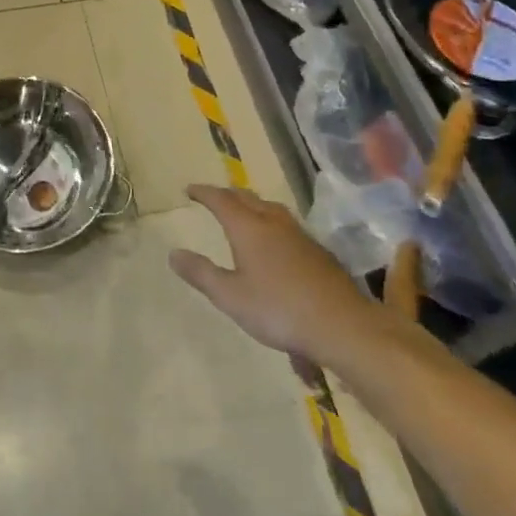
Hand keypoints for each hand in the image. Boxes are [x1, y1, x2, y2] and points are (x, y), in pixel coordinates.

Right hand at [169, 184, 392, 368]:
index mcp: (248, 227)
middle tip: (214, 197)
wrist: (342, 325)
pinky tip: (276, 240)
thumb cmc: (279, 309)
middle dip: (227, 194)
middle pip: (247, 198)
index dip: (203, 192)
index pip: (220, 200)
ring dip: (252, 204)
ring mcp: (299, 235)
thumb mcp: (230, 297)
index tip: (189, 190)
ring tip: (245, 211)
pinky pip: (287, 224)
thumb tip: (173, 253)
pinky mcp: (318, 251)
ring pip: (270, 208)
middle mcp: (272, 222)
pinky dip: (271, 221)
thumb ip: (201, 273)